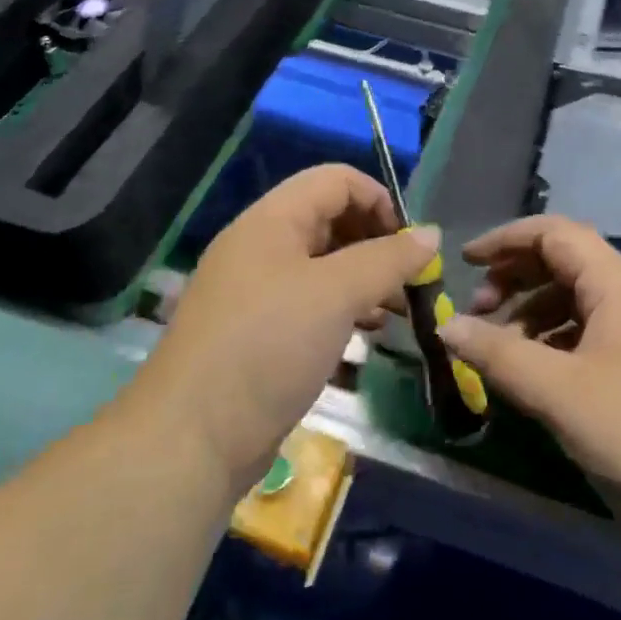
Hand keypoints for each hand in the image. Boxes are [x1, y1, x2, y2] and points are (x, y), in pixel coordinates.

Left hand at [139, 164, 440, 491]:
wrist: (189, 439)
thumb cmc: (267, 347)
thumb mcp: (336, 294)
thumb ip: (388, 259)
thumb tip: (431, 234)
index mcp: (272, 219)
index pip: (336, 180)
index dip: (379, 200)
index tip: (411, 244)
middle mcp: (262, 245)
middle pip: (331, 219)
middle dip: (377, 243)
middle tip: (411, 281)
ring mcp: (256, 290)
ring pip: (323, 264)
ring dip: (365, 278)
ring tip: (399, 311)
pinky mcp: (257, 331)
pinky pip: (310, 301)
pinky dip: (344, 307)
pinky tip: (368, 334)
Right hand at [437, 215, 620, 590]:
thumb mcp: (560, 394)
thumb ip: (499, 356)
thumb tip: (448, 329)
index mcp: (620, 288)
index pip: (557, 234)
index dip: (507, 240)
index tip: (465, 263)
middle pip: (566, 265)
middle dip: (516, 279)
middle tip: (478, 313)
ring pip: (577, 305)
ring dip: (532, 316)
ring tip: (500, 351)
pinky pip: (590, 341)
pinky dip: (554, 347)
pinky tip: (535, 378)